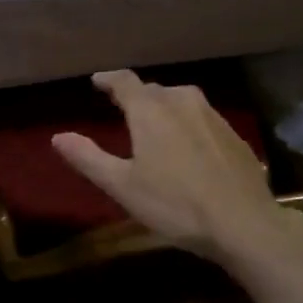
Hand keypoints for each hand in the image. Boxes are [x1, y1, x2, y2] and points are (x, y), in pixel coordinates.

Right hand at [51, 70, 302, 263]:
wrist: (244, 224)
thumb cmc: (175, 204)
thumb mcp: (122, 186)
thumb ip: (88, 158)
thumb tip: (58, 137)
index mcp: (151, 110)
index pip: (125, 82)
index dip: (108, 79)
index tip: (97, 81)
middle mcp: (182, 102)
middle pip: (154, 90)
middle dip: (136, 96)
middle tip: (123, 108)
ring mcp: (213, 117)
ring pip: (181, 101)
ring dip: (164, 107)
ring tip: (155, 124)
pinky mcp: (235, 135)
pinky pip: (203, 118)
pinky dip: (188, 124)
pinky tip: (189, 146)